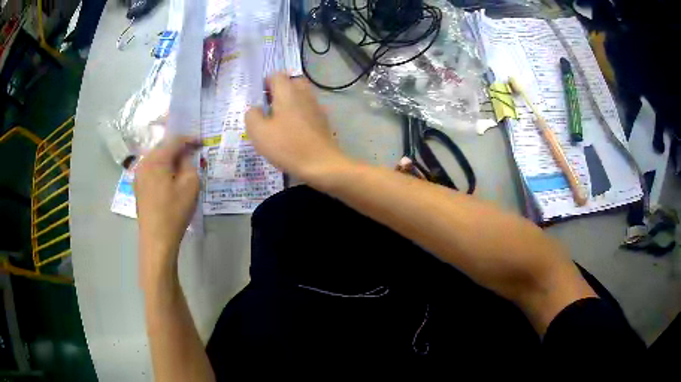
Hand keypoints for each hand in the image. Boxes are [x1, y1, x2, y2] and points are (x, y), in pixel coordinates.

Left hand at [134, 136, 200, 277]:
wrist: (156, 239)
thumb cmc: (174, 211)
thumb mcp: (190, 185)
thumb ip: (189, 164)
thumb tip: (184, 157)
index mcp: (156, 159)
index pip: (175, 140)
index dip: (189, 139)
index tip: (202, 142)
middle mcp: (144, 162)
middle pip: (163, 147)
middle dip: (178, 148)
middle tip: (193, 153)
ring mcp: (138, 175)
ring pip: (156, 158)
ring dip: (169, 158)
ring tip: (182, 166)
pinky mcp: (138, 186)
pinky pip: (151, 169)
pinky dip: (162, 168)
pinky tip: (169, 177)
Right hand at [245, 73, 349, 181]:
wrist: (322, 164)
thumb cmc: (287, 146)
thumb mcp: (258, 132)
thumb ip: (252, 115)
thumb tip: (256, 109)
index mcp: (288, 92)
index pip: (276, 75)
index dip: (265, 83)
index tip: (259, 99)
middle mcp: (304, 94)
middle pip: (292, 82)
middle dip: (279, 90)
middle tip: (269, 108)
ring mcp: (317, 106)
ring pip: (301, 96)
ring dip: (290, 103)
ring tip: (279, 121)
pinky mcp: (323, 120)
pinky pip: (308, 110)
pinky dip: (300, 114)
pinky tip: (293, 131)